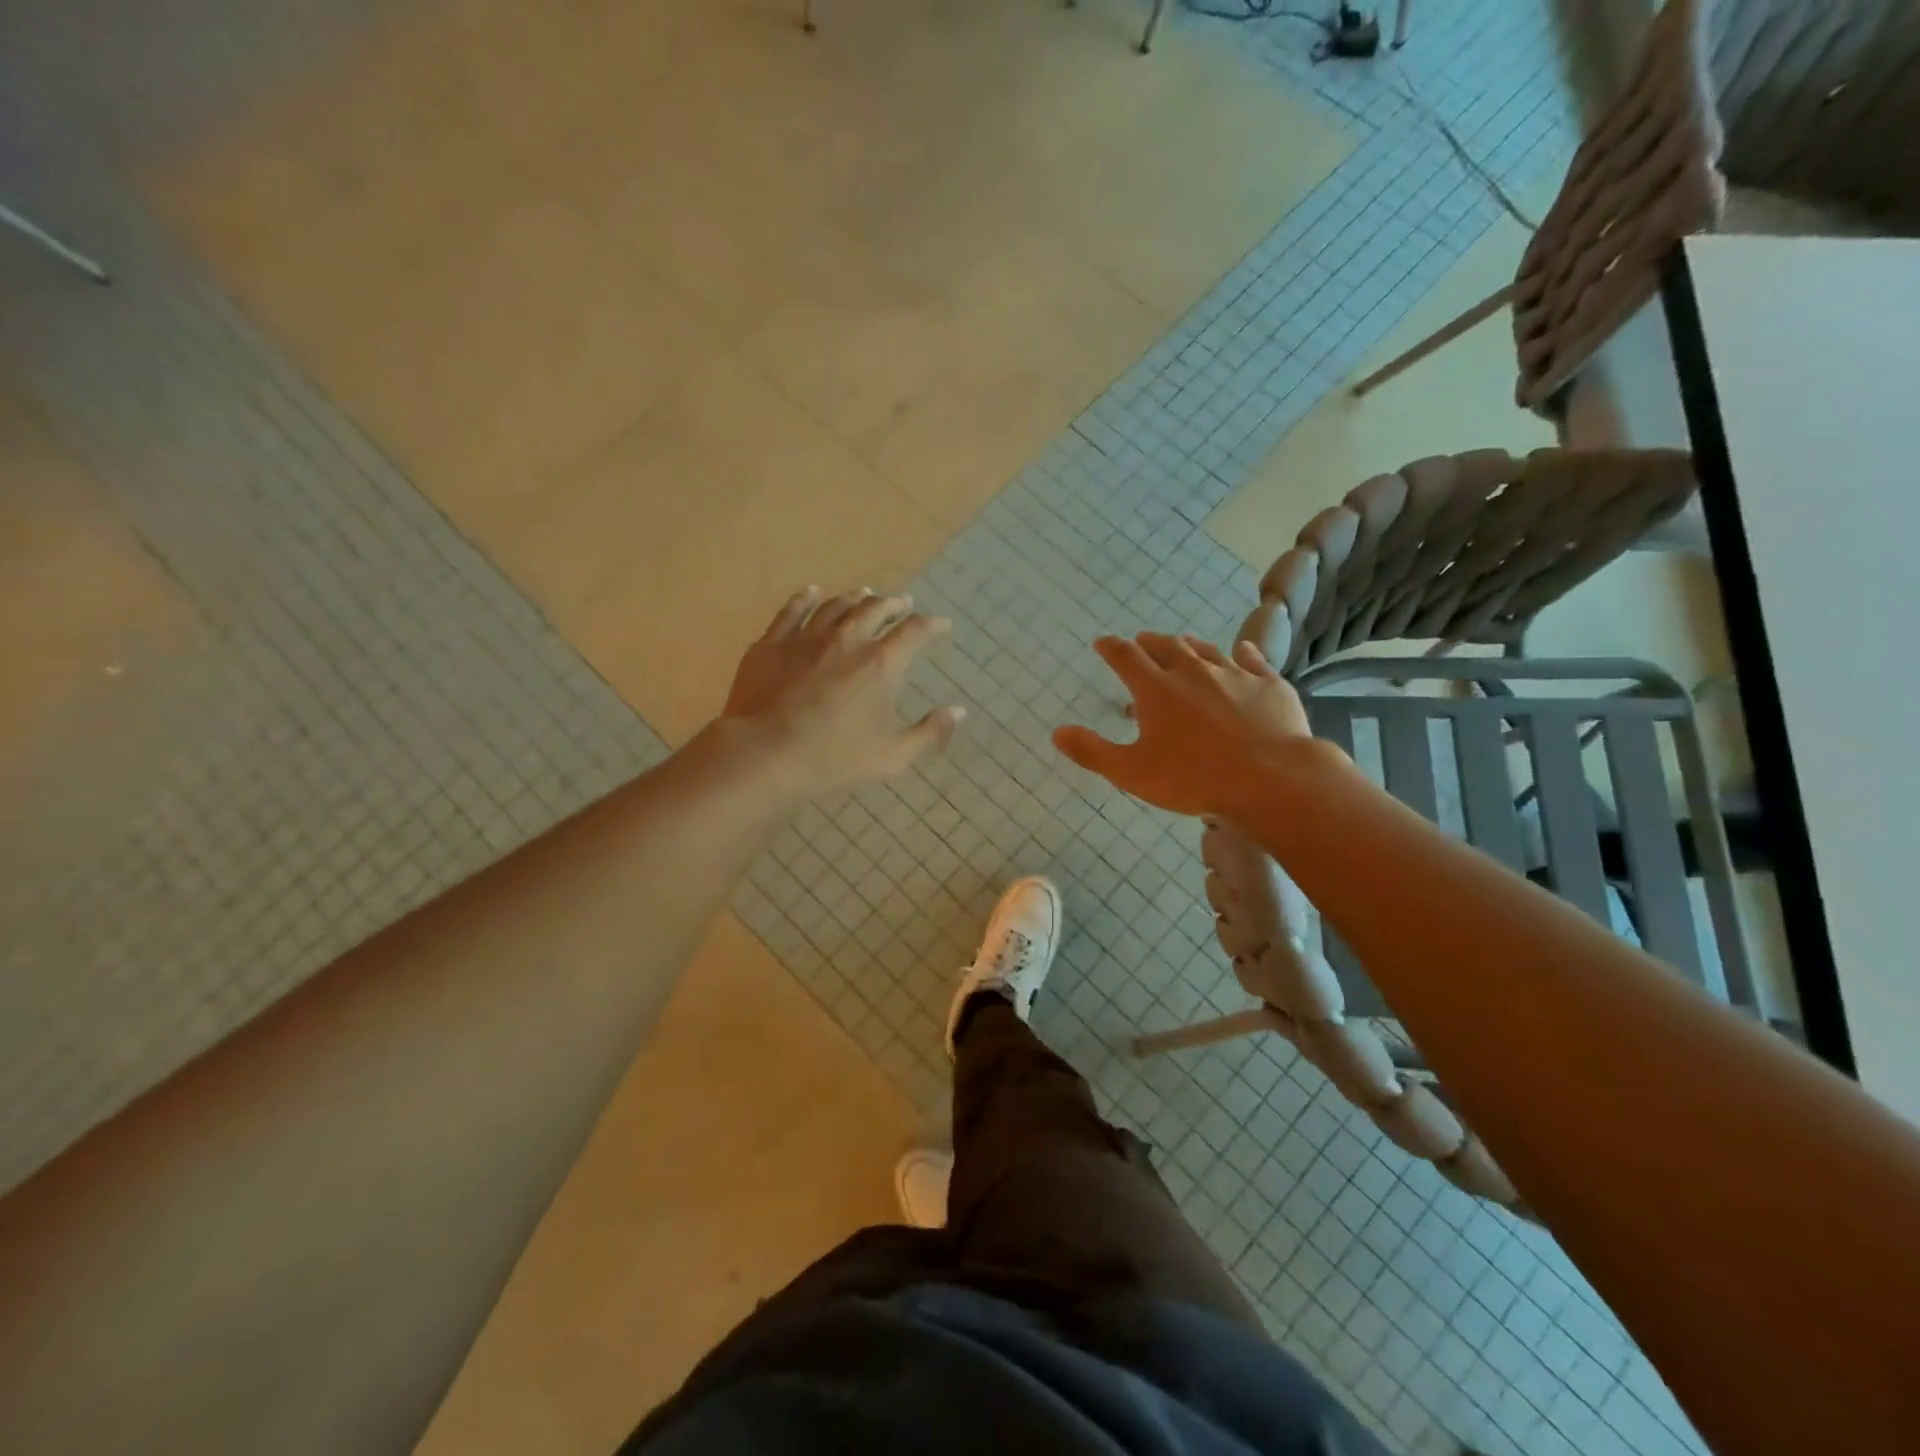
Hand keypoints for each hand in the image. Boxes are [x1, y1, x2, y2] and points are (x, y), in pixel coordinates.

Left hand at [720, 586, 963, 795]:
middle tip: (903, 603)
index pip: (915, 631)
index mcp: (882, 663)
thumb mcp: (893, 755)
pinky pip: (793, 610)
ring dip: (855, 598)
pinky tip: (812, 592)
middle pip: (876, 609)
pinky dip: (806, 598)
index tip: (942, 624)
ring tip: (865, 595)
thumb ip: (929, 733)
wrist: (766, 752)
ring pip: (837, 605)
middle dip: (895, 604)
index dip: (933, 625)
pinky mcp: (773, 641)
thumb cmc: (835, 758)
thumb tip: (958, 712)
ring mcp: (807, 636)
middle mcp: (848, 638)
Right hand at [1053, 633, 1316, 817]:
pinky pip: (1252, 660)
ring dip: (1188, 645)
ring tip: (1181, 645)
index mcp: (1156, 689)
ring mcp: (1234, 674)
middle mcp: (1192, 671)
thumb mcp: (1132, 772)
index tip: (1102, 643)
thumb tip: (1057, 732)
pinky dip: (1242, 653)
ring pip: (1205, 649)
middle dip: (1148, 643)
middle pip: (1165, 646)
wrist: (1271, 779)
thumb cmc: (1193, 778)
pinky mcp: (1268, 684)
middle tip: (1140, 644)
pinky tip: (1242, 651)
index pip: (1125, 656)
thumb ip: (1092, 752)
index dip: (1110, 647)